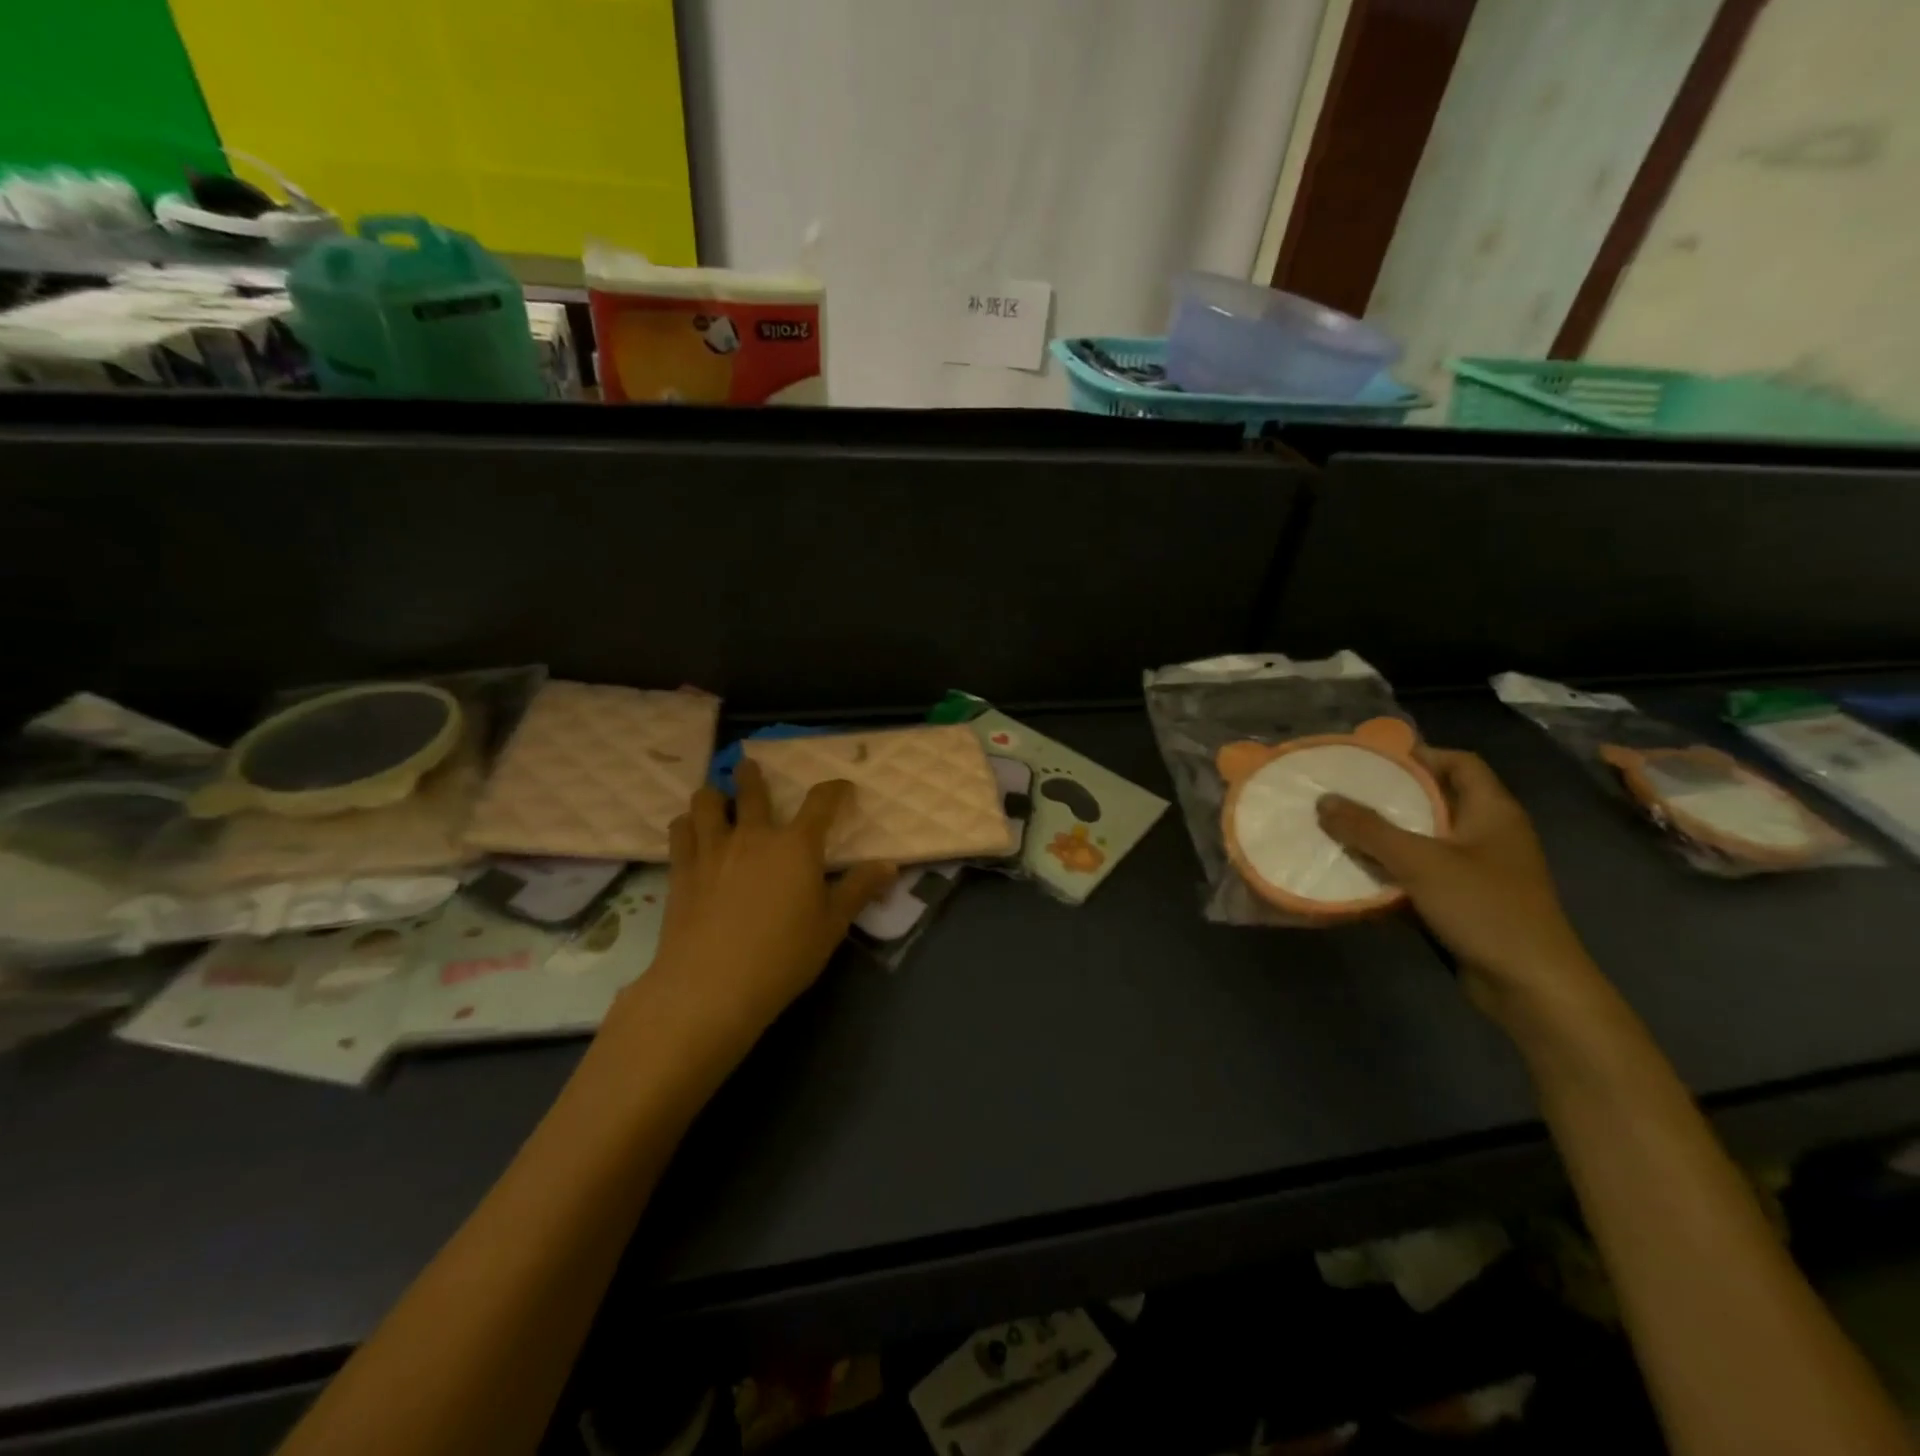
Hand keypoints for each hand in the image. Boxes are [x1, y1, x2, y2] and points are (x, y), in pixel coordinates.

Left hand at [648, 760, 894, 1042]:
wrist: (711, 986)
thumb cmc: (782, 957)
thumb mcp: (831, 926)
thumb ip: (858, 890)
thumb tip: (888, 865)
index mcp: (797, 846)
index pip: (821, 803)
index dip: (834, 790)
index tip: (841, 787)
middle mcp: (754, 836)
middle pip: (752, 790)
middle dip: (752, 774)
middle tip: (749, 764)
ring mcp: (713, 850)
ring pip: (707, 803)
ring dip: (714, 794)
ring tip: (715, 796)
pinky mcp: (682, 870)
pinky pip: (680, 831)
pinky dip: (686, 823)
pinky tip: (689, 830)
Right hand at [1316, 747, 1600, 1024]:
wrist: (1531, 987)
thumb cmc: (1485, 909)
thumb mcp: (1420, 862)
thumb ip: (1369, 829)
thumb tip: (1323, 800)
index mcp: (1492, 811)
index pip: (1459, 763)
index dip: (1419, 755)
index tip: (1371, 760)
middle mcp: (1488, 834)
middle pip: (1437, 800)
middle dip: (1390, 796)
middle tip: (1344, 793)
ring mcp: (1479, 870)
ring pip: (1425, 839)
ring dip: (1386, 836)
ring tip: (1340, 829)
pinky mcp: (1466, 901)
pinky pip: (1422, 873)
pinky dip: (1393, 870)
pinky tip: (1358, 873)